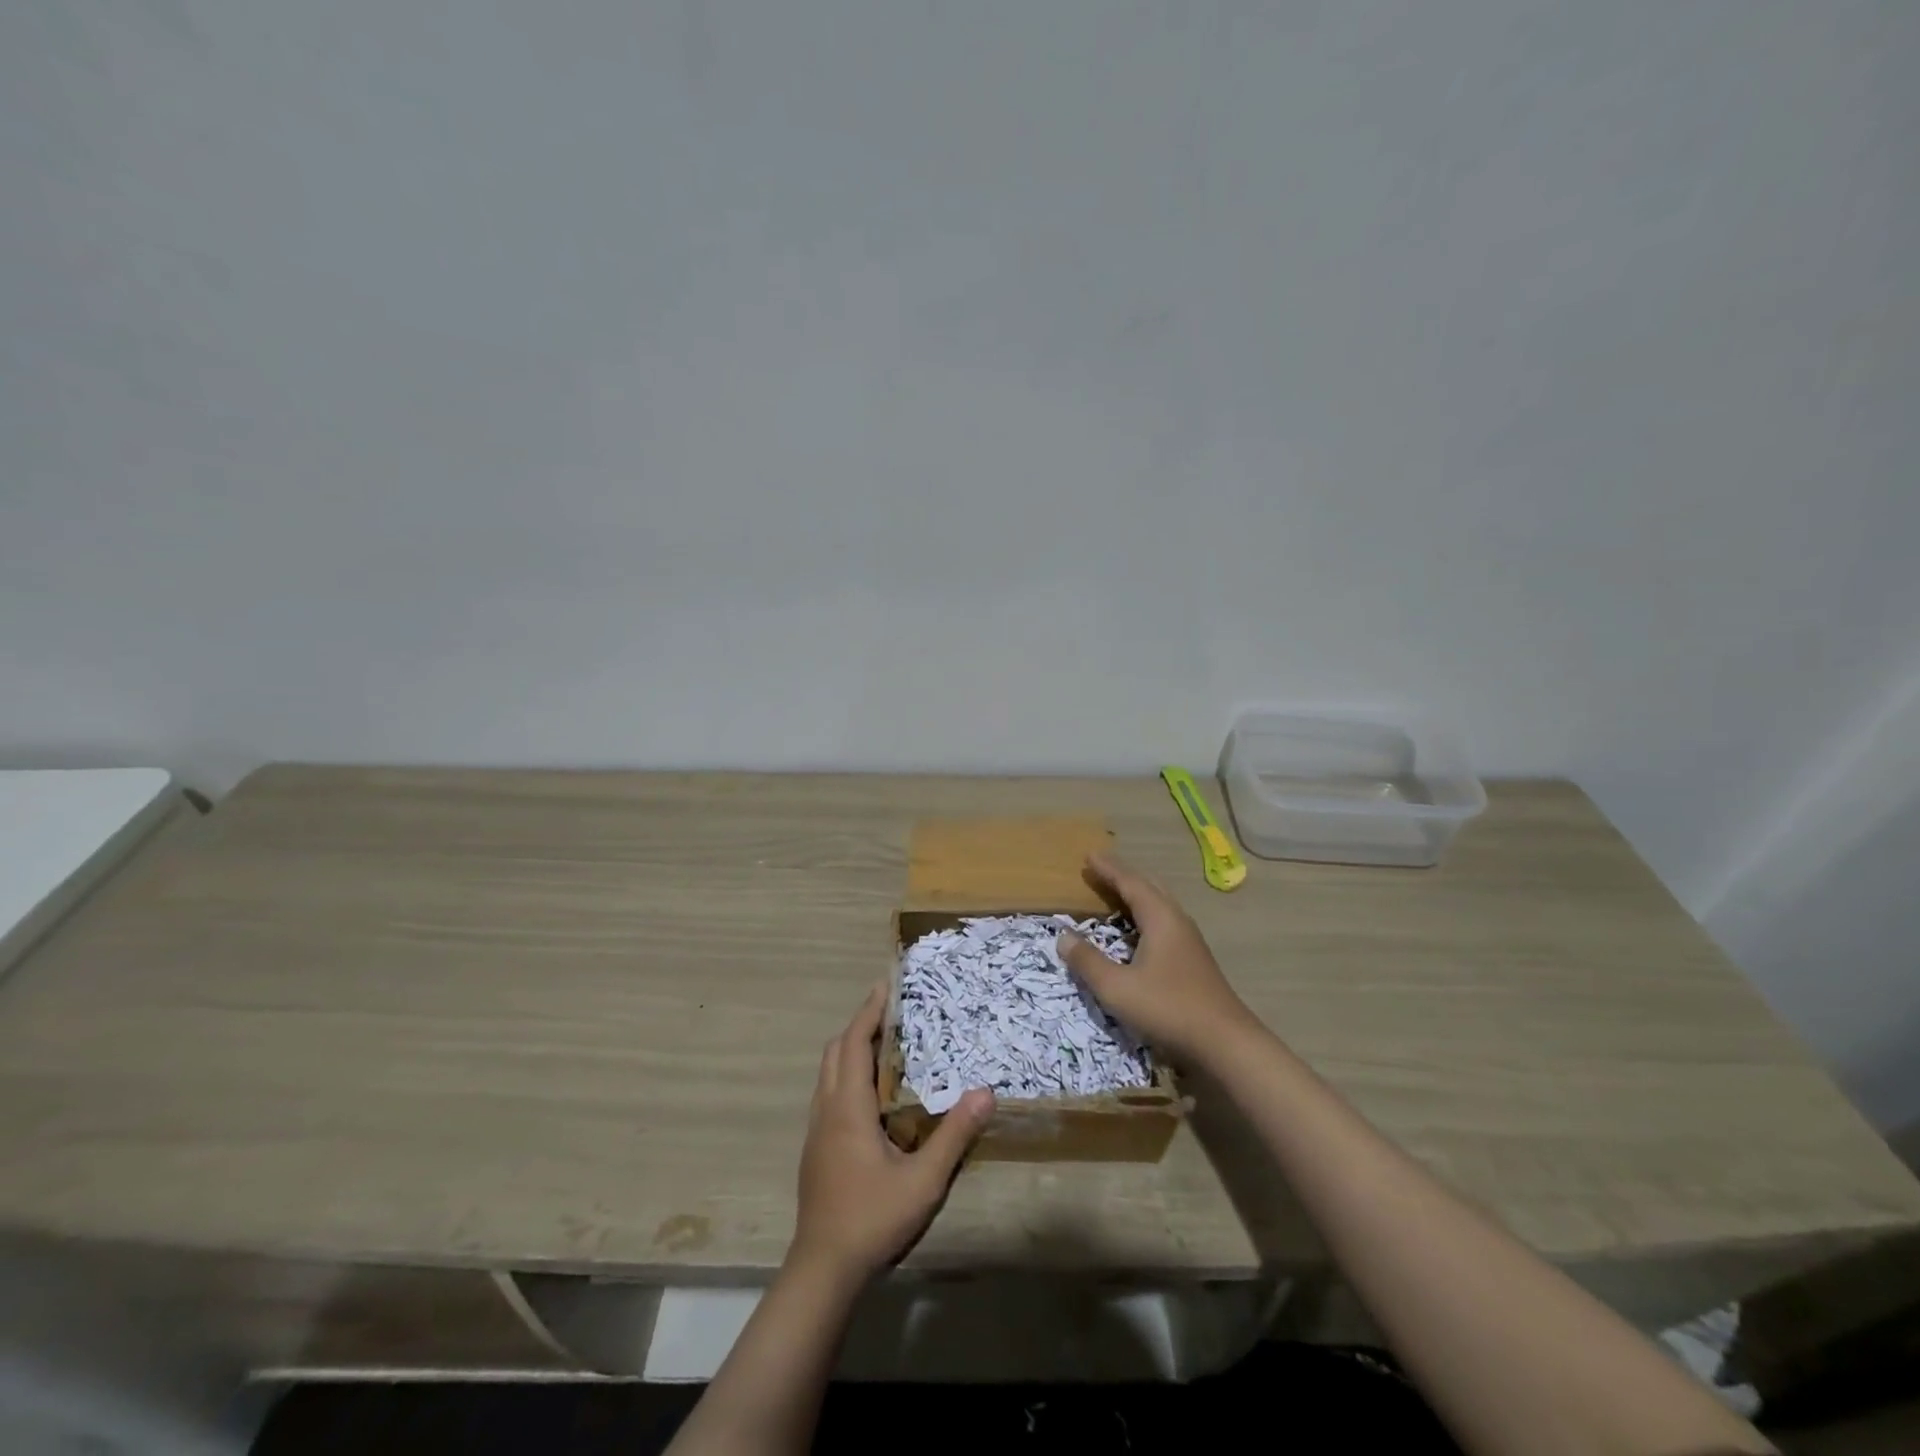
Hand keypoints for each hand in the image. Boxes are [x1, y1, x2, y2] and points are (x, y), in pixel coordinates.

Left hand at [790, 984, 993, 1282]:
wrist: (823, 1269)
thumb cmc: (872, 1218)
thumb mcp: (923, 1180)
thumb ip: (954, 1135)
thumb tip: (985, 1091)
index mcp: (848, 1108)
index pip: (853, 1043)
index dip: (869, 1012)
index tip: (884, 985)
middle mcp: (827, 1110)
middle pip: (835, 1051)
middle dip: (859, 1024)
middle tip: (890, 1011)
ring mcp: (816, 1131)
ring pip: (827, 1073)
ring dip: (850, 1049)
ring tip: (883, 1044)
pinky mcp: (816, 1149)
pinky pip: (828, 1093)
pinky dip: (846, 1074)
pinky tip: (870, 1095)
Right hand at [1057, 851, 1261, 1066]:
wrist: (1226, 1043)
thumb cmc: (1168, 1008)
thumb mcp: (1117, 988)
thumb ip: (1088, 961)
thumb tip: (1063, 936)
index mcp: (1160, 919)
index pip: (1131, 883)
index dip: (1109, 869)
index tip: (1089, 855)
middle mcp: (1177, 922)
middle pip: (1149, 888)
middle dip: (1123, 876)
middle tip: (1100, 869)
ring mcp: (1189, 942)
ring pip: (1160, 905)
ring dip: (1136, 895)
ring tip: (1115, 894)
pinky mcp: (1194, 961)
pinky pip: (1164, 922)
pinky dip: (1144, 915)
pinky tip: (1137, 932)